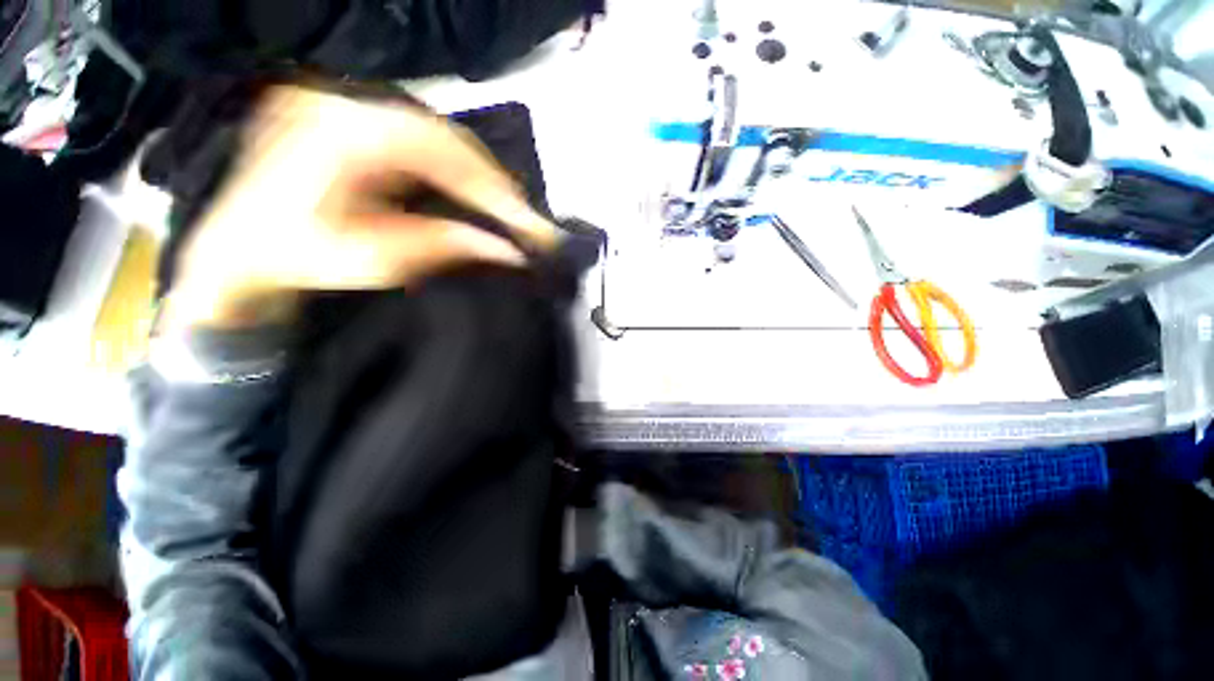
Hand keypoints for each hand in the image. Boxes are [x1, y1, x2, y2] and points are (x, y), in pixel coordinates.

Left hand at [162, 84, 556, 330]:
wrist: (239, 250)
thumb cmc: (300, 260)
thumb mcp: (377, 260)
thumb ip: (446, 246)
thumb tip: (508, 251)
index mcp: (338, 135)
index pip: (438, 150)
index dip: (490, 187)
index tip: (526, 220)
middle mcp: (341, 103)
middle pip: (441, 136)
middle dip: (489, 180)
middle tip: (521, 217)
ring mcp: (342, 104)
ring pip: (432, 133)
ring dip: (473, 172)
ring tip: (502, 206)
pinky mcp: (346, 115)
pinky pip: (414, 135)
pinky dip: (450, 165)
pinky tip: (468, 188)